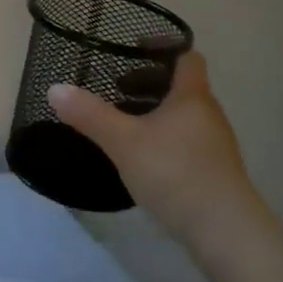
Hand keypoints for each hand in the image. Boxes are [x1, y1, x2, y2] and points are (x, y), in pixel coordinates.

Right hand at [49, 51, 273, 254]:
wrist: (227, 234)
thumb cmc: (176, 174)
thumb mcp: (124, 142)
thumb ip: (90, 114)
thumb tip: (55, 88)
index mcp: (192, 96)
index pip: (186, 56)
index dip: (163, 47)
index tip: (133, 47)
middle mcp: (208, 114)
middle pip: (182, 86)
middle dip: (149, 82)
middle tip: (117, 86)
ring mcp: (215, 146)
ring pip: (184, 115)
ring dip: (156, 112)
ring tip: (124, 122)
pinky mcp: (215, 174)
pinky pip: (187, 141)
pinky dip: (165, 138)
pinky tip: (144, 157)